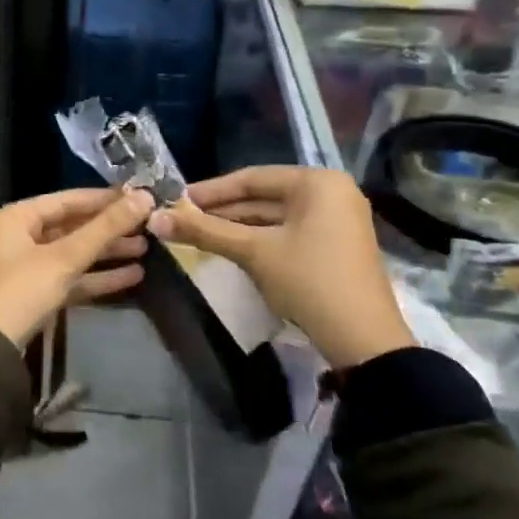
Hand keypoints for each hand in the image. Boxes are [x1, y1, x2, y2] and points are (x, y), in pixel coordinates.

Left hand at [0, 187, 154, 347]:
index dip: (105, 199)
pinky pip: (71, 277)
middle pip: (72, 226)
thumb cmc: (22, 291)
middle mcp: (19, 236)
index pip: (68, 199)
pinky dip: (97, 276)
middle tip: (148, 225)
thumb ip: (105, 228)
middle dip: (109, 228)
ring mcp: (27, 267)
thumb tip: (144, 197)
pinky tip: (132, 276)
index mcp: (17, 217)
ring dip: (107, 252)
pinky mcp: (36, 294)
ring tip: (146, 249)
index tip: (140, 196)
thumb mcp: (65, 257)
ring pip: (74, 253)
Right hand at [147, 166, 412, 370]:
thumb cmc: (309, 281)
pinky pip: (289, 233)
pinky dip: (259, 239)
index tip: (177, 200)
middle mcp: (331, 193)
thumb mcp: (254, 252)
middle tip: (182, 219)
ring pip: (275, 217)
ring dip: (237, 227)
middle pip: (264, 196)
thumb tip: (154, 219)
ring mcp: (337, 221)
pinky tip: (229, 248)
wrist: (363, 340)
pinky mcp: (335, 246)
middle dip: (222, 210)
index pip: (252, 178)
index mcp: (317, 182)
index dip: (211, 190)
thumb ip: (205, 232)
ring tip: (198, 234)